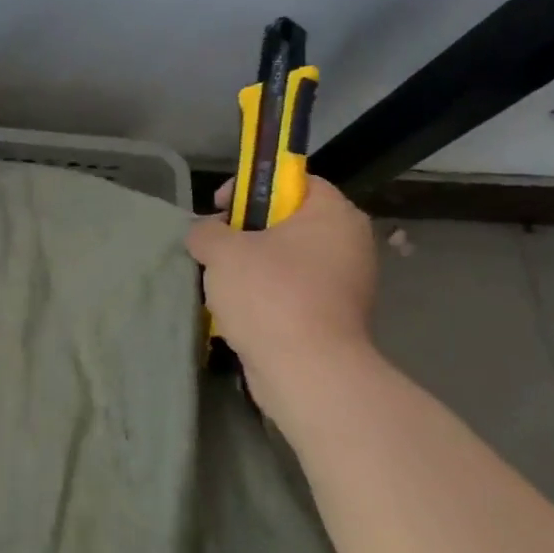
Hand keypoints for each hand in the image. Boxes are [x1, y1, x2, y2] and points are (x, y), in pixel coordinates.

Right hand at [185, 176, 377, 388]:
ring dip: (252, 267)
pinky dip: (265, 297)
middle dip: (246, 232)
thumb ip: (206, 231)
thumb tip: (205, 233)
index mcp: (333, 215)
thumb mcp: (222, 251)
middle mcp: (349, 244)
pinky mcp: (333, 318)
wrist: (307, 371)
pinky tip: (238, 310)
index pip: (294, 181)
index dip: (253, 186)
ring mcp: (345, 284)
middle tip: (216, 246)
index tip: (220, 207)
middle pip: (288, 222)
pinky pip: (292, 293)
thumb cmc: (269, 294)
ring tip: (220, 281)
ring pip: (287, 260)